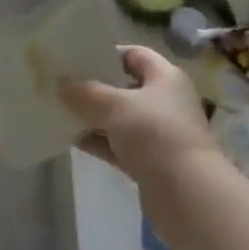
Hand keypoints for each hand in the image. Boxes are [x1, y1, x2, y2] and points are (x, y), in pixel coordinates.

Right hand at [61, 46, 214, 185]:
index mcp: (165, 77)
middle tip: (62, 84)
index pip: (134, 54)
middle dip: (94, 86)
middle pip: (125, 87)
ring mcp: (159, 134)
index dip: (107, 53)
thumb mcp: (114, 106)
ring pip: (120, 118)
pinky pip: (120, 145)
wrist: (188, 195)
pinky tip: (72, 140)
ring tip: (60, 111)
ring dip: (94, 116)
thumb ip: (85, 92)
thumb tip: (61, 85)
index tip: (77, 57)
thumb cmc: (155, 134)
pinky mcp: (152, 163)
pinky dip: (99, 142)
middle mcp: (165, 102)